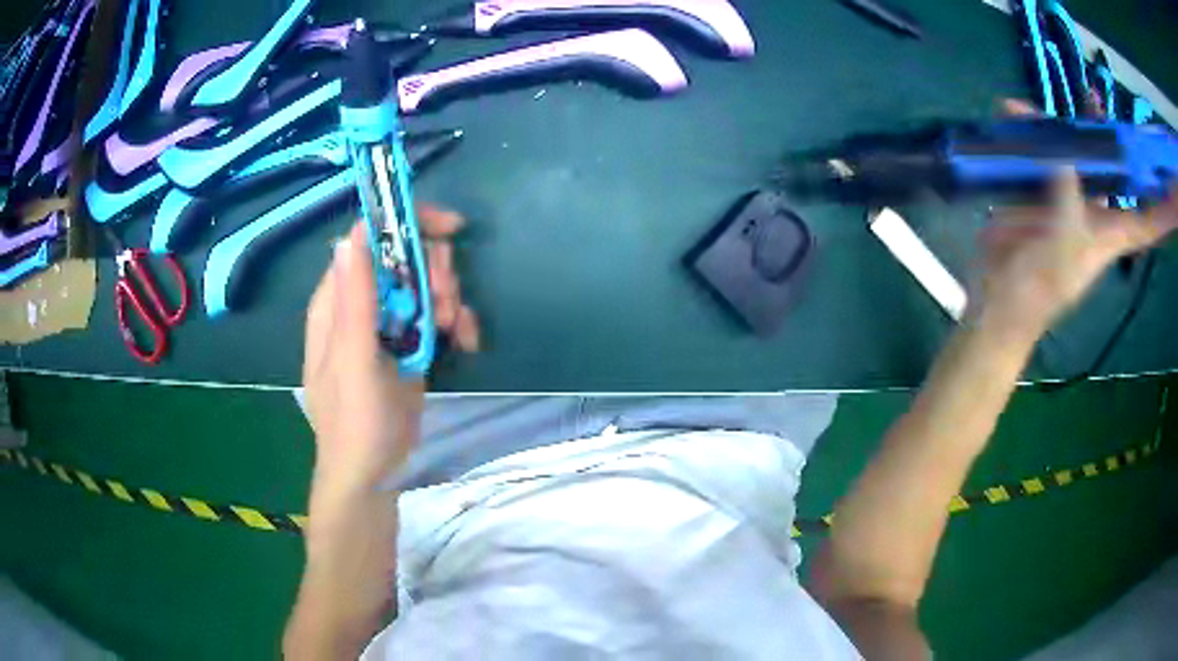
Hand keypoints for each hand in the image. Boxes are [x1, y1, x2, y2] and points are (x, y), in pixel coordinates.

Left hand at [302, 205, 478, 496]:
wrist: (373, 473)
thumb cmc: (356, 421)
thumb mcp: (353, 360)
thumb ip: (354, 300)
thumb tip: (352, 236)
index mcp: (337, 301)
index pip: (367, 239)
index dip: (405, 226)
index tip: (449, 230)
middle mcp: (360, 304)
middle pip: (403, 258)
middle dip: (434, 271)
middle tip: (449, 303)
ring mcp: (386, 324)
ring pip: (424, 283)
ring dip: (449, 297)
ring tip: (459, 329)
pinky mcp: (409, 343)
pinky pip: (436, 313)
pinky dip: (457, 320)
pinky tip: (468, 341)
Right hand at [975, 101, 1177, 337]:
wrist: (999, 296)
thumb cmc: (1039, 287)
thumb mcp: (1062, 247)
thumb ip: (1068, 197)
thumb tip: (1065, 153)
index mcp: (1112, 233)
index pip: (1150, 218)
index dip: (1167, 205)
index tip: (1175, 190)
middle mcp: (1096, 210)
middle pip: (1115, 170)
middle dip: (1117, 138)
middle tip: (1105, 101)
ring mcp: (1067, 197)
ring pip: (1079, 151)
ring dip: (1073, 123)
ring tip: (1068, 96)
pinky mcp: (1039, 189)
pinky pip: (1040, 150)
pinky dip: (1028, 128)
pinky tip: (1013, 111)